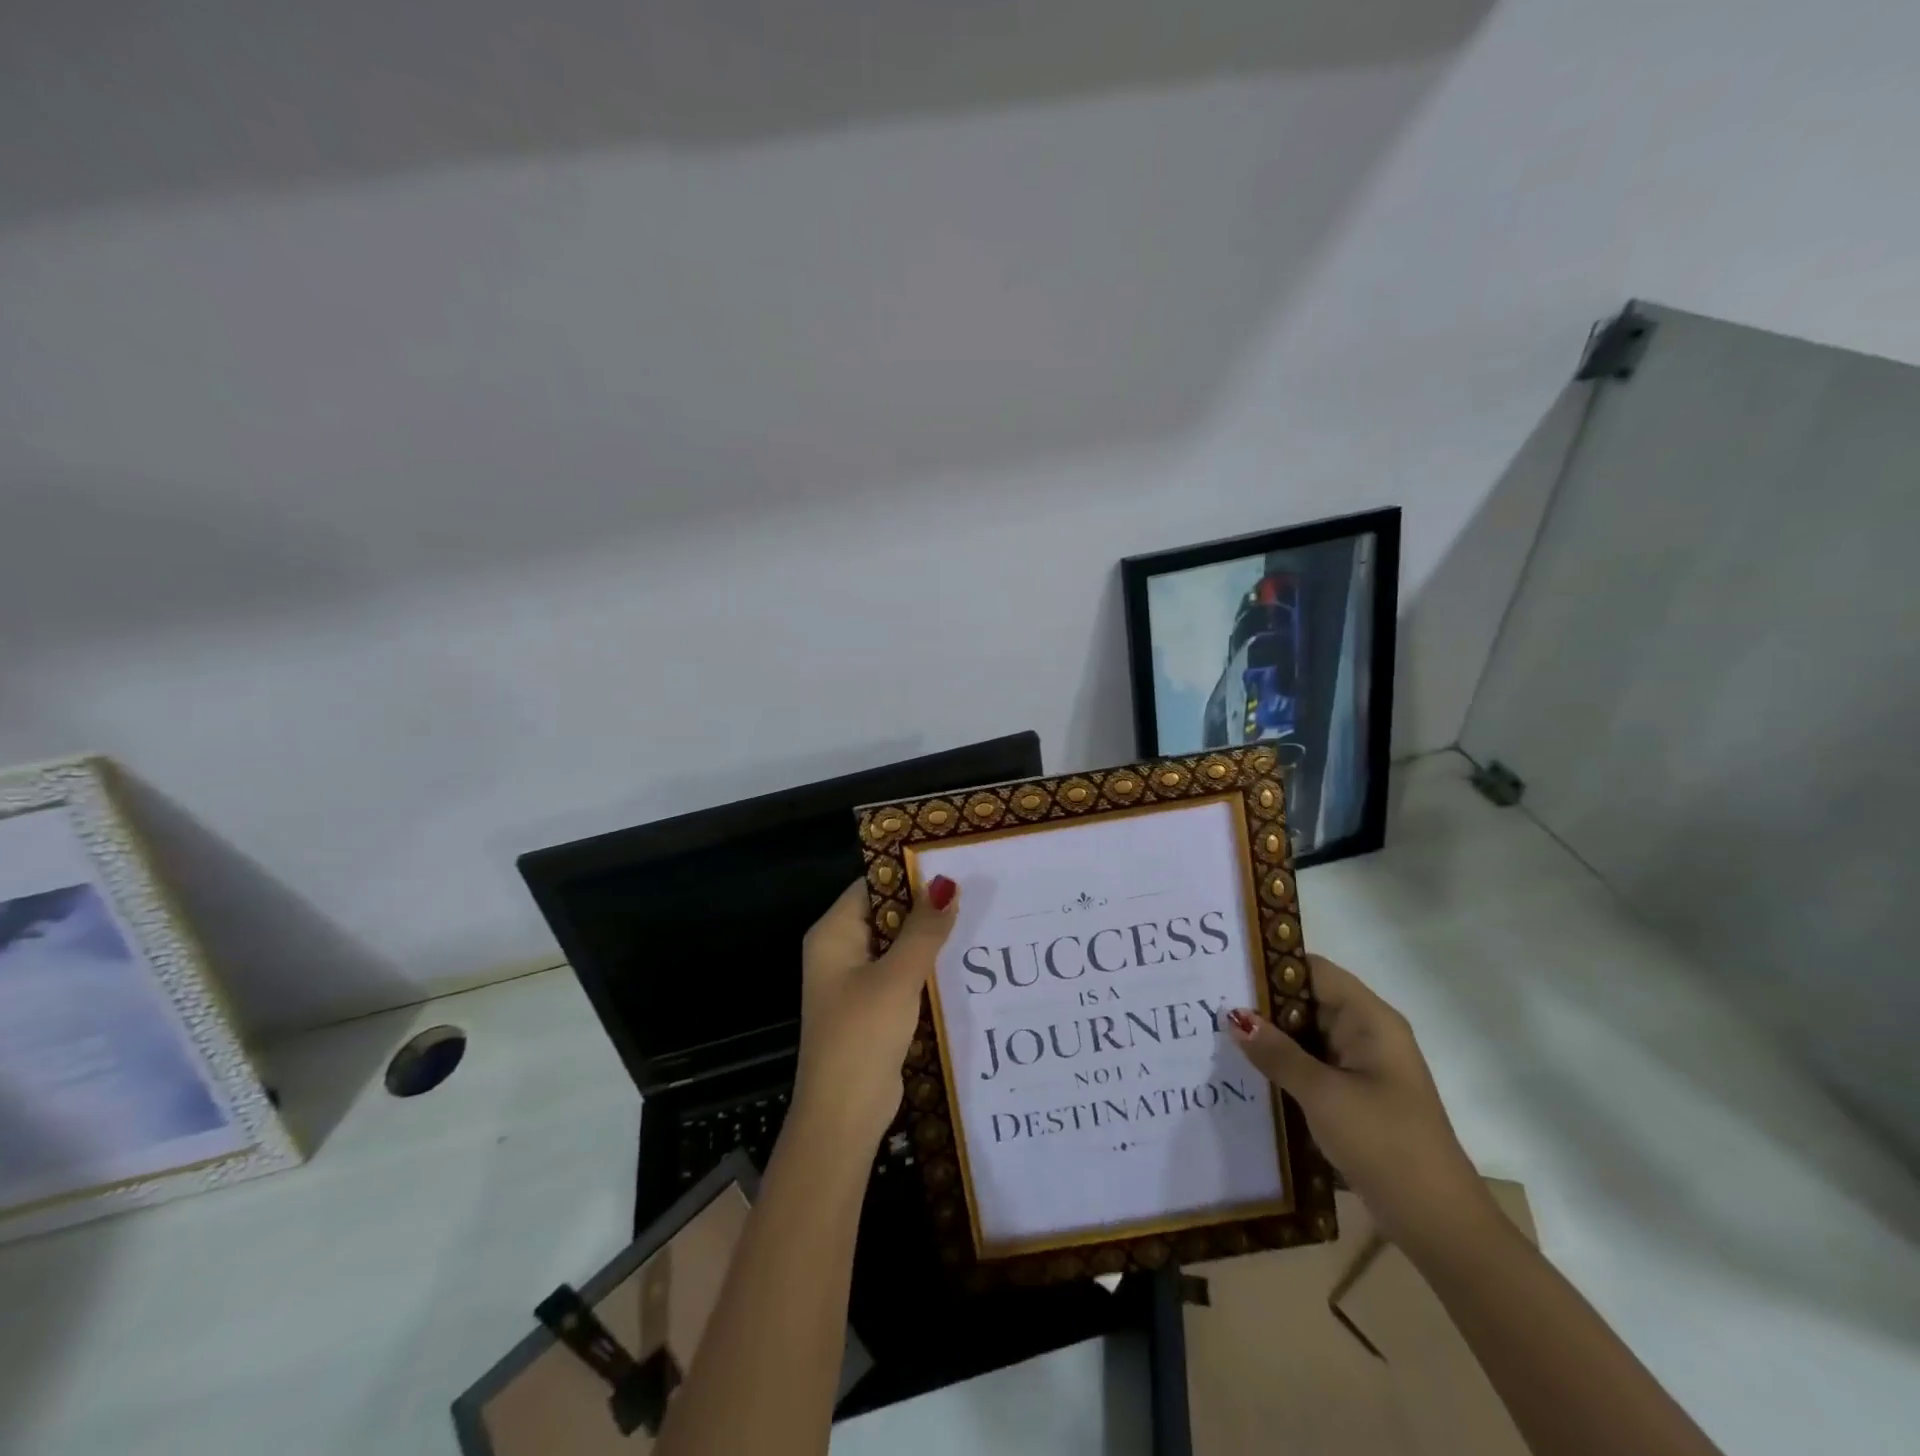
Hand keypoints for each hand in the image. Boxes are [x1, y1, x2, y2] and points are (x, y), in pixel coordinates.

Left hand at [792, 875, 959, 1152]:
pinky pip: (904, 973)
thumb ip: (924, 929)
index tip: (955, 860)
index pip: (873, 884)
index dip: (910, 870)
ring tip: (982, 916)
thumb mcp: (897, 977)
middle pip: (888, 913)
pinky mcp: (875, 1007)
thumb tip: (947, 882)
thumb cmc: (862, 1035)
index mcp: (834, 934)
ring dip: (932, 937)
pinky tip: (966, 960)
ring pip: (900, 945)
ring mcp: (858, 980)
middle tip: (979, 887)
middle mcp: (842, 950)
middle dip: (928, 905)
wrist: (843, 1116)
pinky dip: (929, 967)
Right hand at [1228, 955, 1494, 1253]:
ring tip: (1213, 1029)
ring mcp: (1361, 1067)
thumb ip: (1276, 1053)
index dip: (1271, 964)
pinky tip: (1243, 1068)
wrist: (1440, 1226)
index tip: (1224, 966)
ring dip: (1268, 1035)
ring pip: (1305, 1034)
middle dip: (1261, 1001)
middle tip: (1207, 999)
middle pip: (1306, 1000)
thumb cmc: (1386, 1145)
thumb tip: (1234, 1015)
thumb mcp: (1323, 1095)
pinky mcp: (1353, 1095)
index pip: (1314, 970)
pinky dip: (1281, 1063)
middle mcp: (1366, 1034)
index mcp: (1370, 1020)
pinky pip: (1310, 1064)